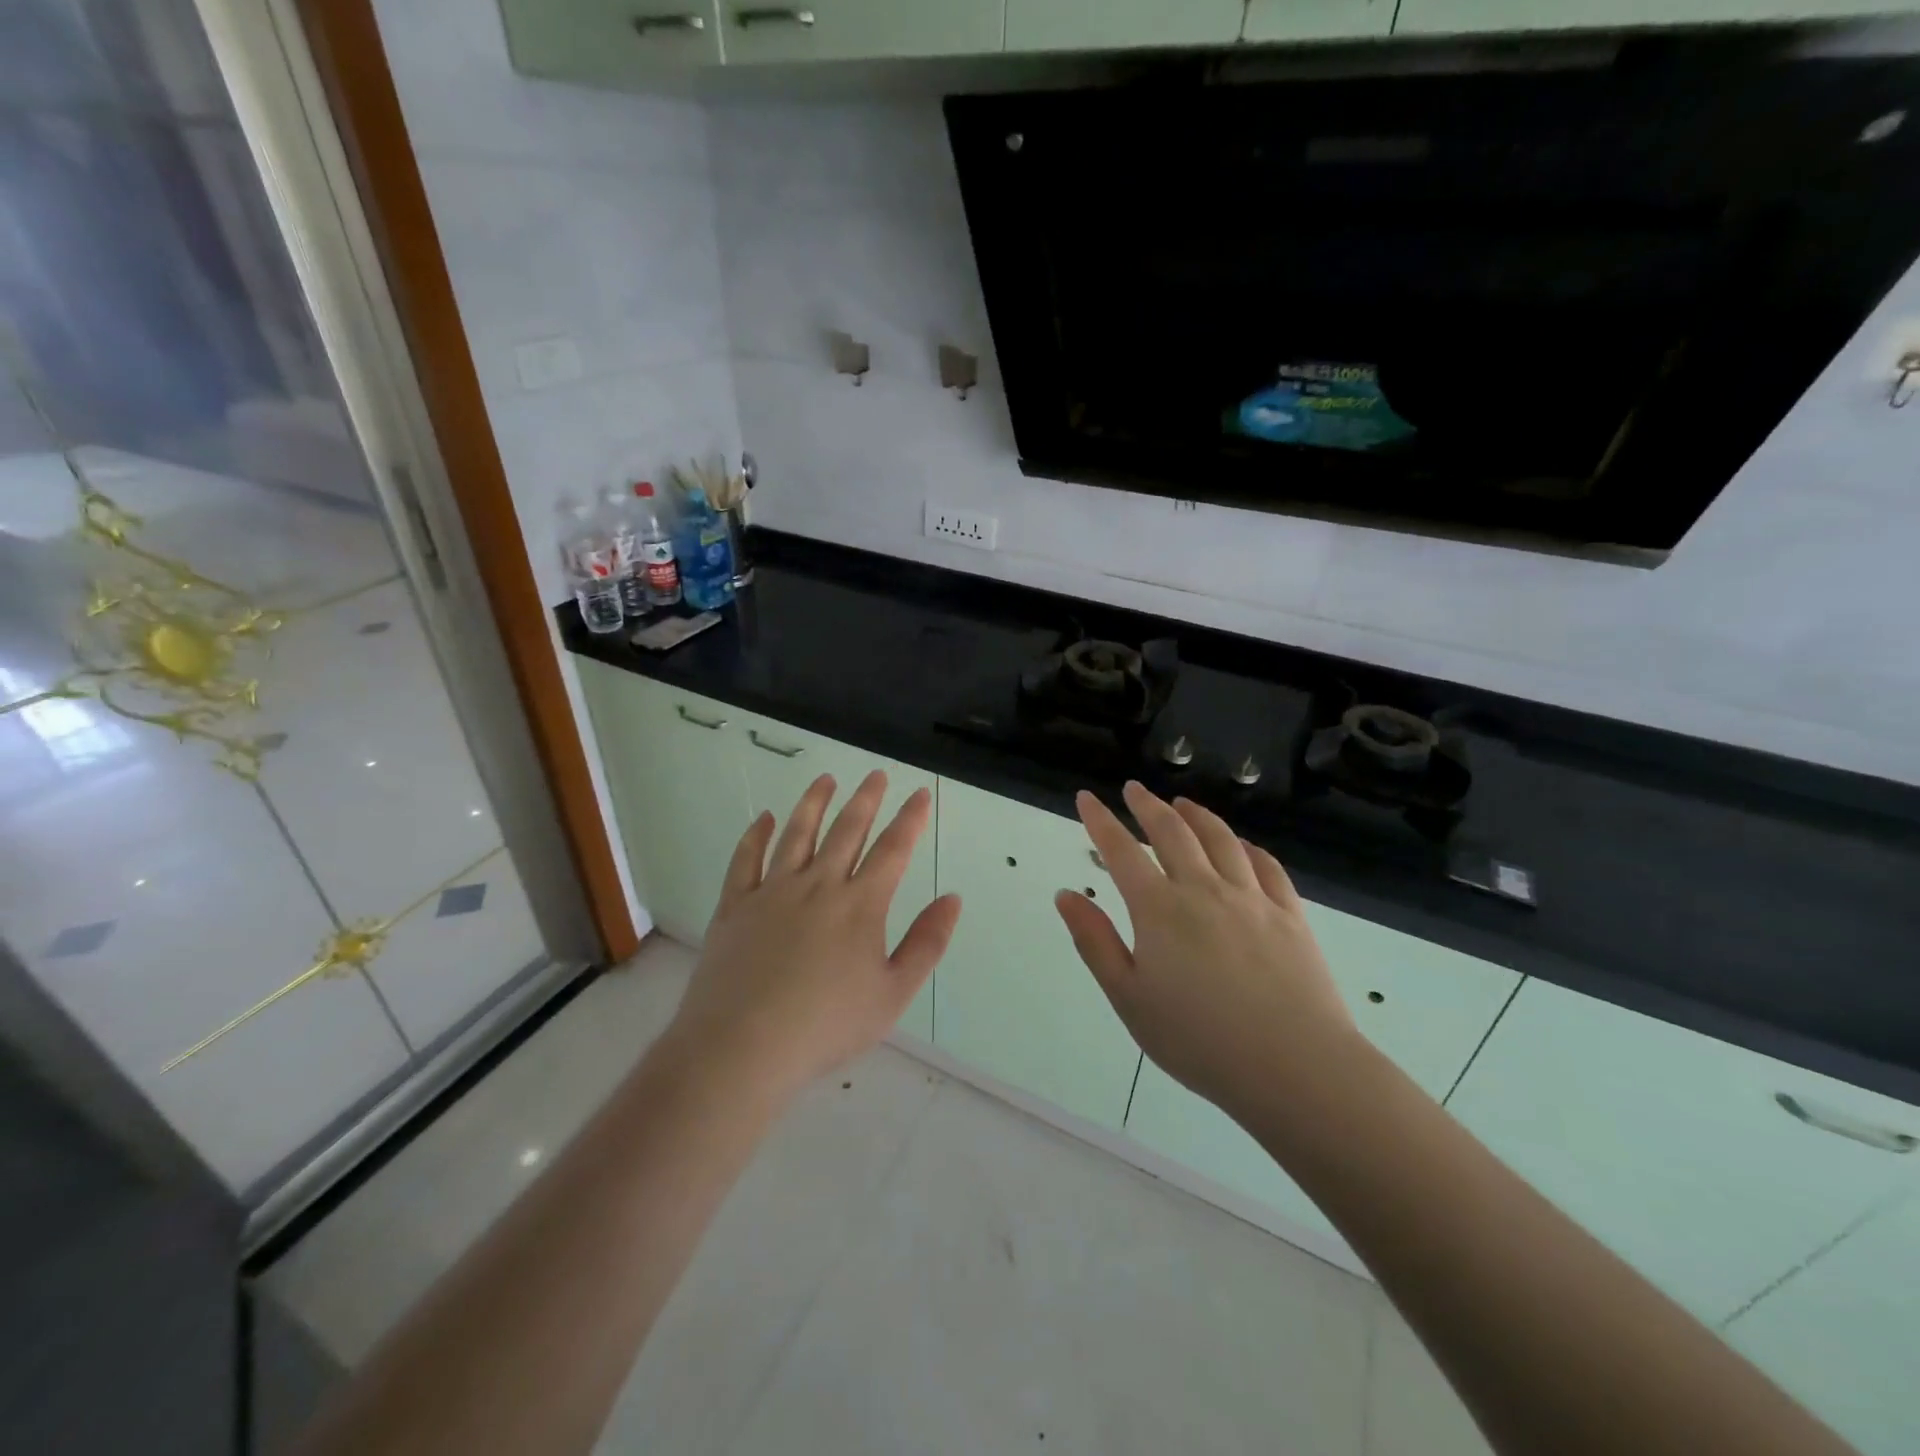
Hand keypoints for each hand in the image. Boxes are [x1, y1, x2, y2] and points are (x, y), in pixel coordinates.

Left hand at [663, 771, 961, 1104]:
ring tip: (825, 779)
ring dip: (813, 803)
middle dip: (866, 799)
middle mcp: (818, 885)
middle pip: (846, 830)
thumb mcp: (893, 993)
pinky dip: (756, 835)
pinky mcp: (735, 906)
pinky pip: (746, 859)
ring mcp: (772, 892)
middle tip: (875, 774)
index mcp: (860, 905)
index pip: (893, 849)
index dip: (910, 819)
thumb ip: (926, 943)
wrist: (743, 1047)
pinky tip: (764, 819)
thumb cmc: (827, 1026)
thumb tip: (952, 898)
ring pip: (797, 834)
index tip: (920, 794)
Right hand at [1055, 781, 1357, 1121]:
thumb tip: (1065, 895)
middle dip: (1148, 806)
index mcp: (1159, 909)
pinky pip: (1266, 866)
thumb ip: (1095, 941)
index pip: (1121, 850)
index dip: (1100, 820)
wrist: (1294, 1066)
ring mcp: (1251, 898)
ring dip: (1196, 815)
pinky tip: (1242, 844)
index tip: (1086, 797)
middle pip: (1172, 832)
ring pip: (1220, 840)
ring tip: (1182, 803)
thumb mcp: (1129, 997)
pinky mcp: (1290, 915)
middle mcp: (1203, 889)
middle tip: (1134, 790)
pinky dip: (1248, 847)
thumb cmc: (1198, 1039)